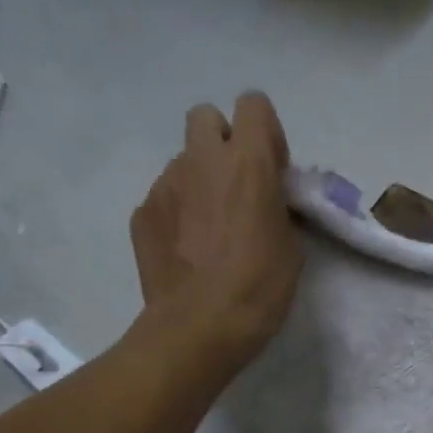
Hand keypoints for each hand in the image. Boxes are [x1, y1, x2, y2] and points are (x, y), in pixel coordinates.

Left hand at [130, 92, 301, 368]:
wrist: (199, 328)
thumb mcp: (291, 246)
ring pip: (183, 161)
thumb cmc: (259, 288)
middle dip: (222, 141)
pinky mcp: (142, 213)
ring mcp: (165, 184)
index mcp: (248, 162)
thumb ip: (278, 206)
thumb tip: (267, 199)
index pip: (253, 104)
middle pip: (206, 117)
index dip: (265, 132)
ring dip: (199, 180)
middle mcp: (202, 160)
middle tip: (235, 185)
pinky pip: (164, 197)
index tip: (272, 170)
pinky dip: (177, 213)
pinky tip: (187, 250)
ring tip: (209, 228)